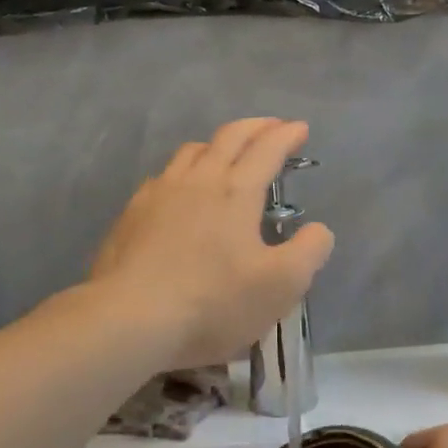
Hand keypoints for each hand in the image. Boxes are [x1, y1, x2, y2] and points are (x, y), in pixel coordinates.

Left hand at [90, 118, 334, 368]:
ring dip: (218, 144)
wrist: (128, 320)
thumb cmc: (213, 302)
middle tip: (272, 127)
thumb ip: (310, 251)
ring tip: (228, 154)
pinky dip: (185, 171)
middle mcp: (198, 179)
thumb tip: (318, 229)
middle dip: (255, 127)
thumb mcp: (281, 285)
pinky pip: (164, 176)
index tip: (300, 128)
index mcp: (237, 191)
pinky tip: (182, 191)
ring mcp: (159, 193)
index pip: (267, 149)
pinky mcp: (132, 214)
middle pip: (229, 137)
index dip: (287, 135)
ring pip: (192, 151)